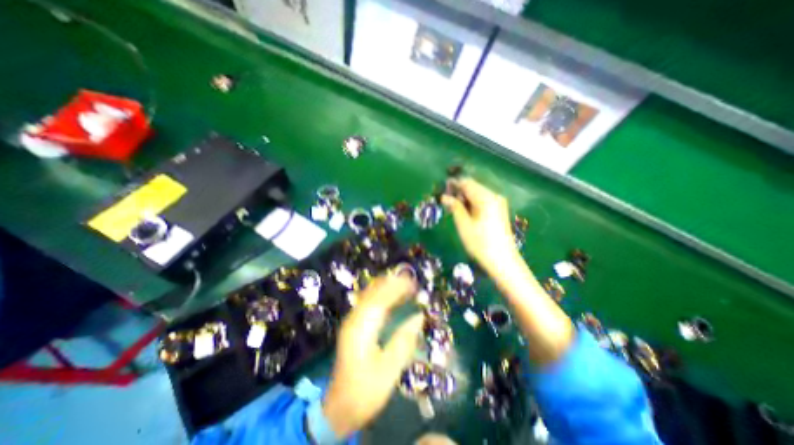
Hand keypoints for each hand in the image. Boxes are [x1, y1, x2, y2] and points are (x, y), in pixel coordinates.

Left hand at [321, 275, 423, 437]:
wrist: (339, 406)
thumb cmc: (365, 391)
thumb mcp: (389, 372)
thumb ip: (404, 342)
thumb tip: (418, 317)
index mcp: (361, 331)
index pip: (379, 301)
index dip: (396, 289)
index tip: (412, 282)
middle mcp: (354, 320)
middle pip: (372, 294)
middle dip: (391, 283)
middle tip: (411, 278)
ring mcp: (352, 322)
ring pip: (368, 295)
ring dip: (385, 286)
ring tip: (403, 282)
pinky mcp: (354, 325)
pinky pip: (368, 302)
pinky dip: (380, 294)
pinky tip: (390, 295)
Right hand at [440, 178, 521, 274]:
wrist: (502, 260)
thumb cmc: (480, 243)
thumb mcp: (463, 224)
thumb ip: (454, 207)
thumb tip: (444, 197)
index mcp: (485, 198)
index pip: (467, 183)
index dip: (453, 184)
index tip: (441, 189)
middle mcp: (494, 196)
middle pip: (473, 187)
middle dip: (459, 192)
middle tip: (446, 202)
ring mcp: (498, 203)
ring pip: (478, 194)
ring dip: (465, 198)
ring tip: (453, 208)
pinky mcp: (499, 211)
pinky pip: (483, 201)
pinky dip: (472, 204)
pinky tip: (465, 213)